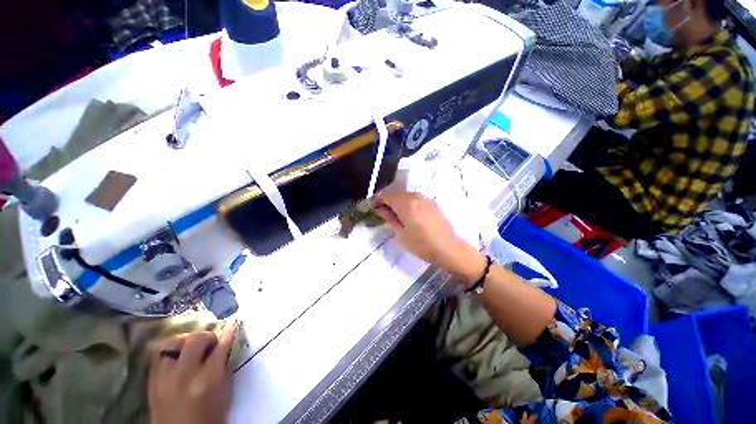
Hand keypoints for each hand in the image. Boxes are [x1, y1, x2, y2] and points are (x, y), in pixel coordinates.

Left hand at [147, 320, 238, 423]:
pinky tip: (176, 355)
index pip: (221, 347)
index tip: (235, 321)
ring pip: (171, 343)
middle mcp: (184, 375)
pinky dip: (169, 350)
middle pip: (195, 339)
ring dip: (185, 341)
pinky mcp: (151, 382)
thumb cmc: (210, 418)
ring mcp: (164, 378)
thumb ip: (226, 368)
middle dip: (207, 336)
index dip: (230, 332)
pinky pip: (157, 356)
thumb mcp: (225, 394)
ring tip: (191, 347)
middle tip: (212, 342)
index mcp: (207, 380)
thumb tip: (228, 347)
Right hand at [374, 189, 485, 286]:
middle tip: (384, 213)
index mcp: (405, 203)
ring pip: (405, 195)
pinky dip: (408, 203)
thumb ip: (389, 218)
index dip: (377, 199)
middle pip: (395, 193)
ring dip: (398, 201)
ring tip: (396, 215)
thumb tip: (380, 209)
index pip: (385, 194)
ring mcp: (425, 198)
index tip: (374, 208)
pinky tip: (409, 215)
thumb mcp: (401, 234)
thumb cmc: (421, 244)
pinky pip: (415, 198)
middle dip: (387, 200)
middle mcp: (415, 196)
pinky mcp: (432, 202)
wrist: (448, 248)